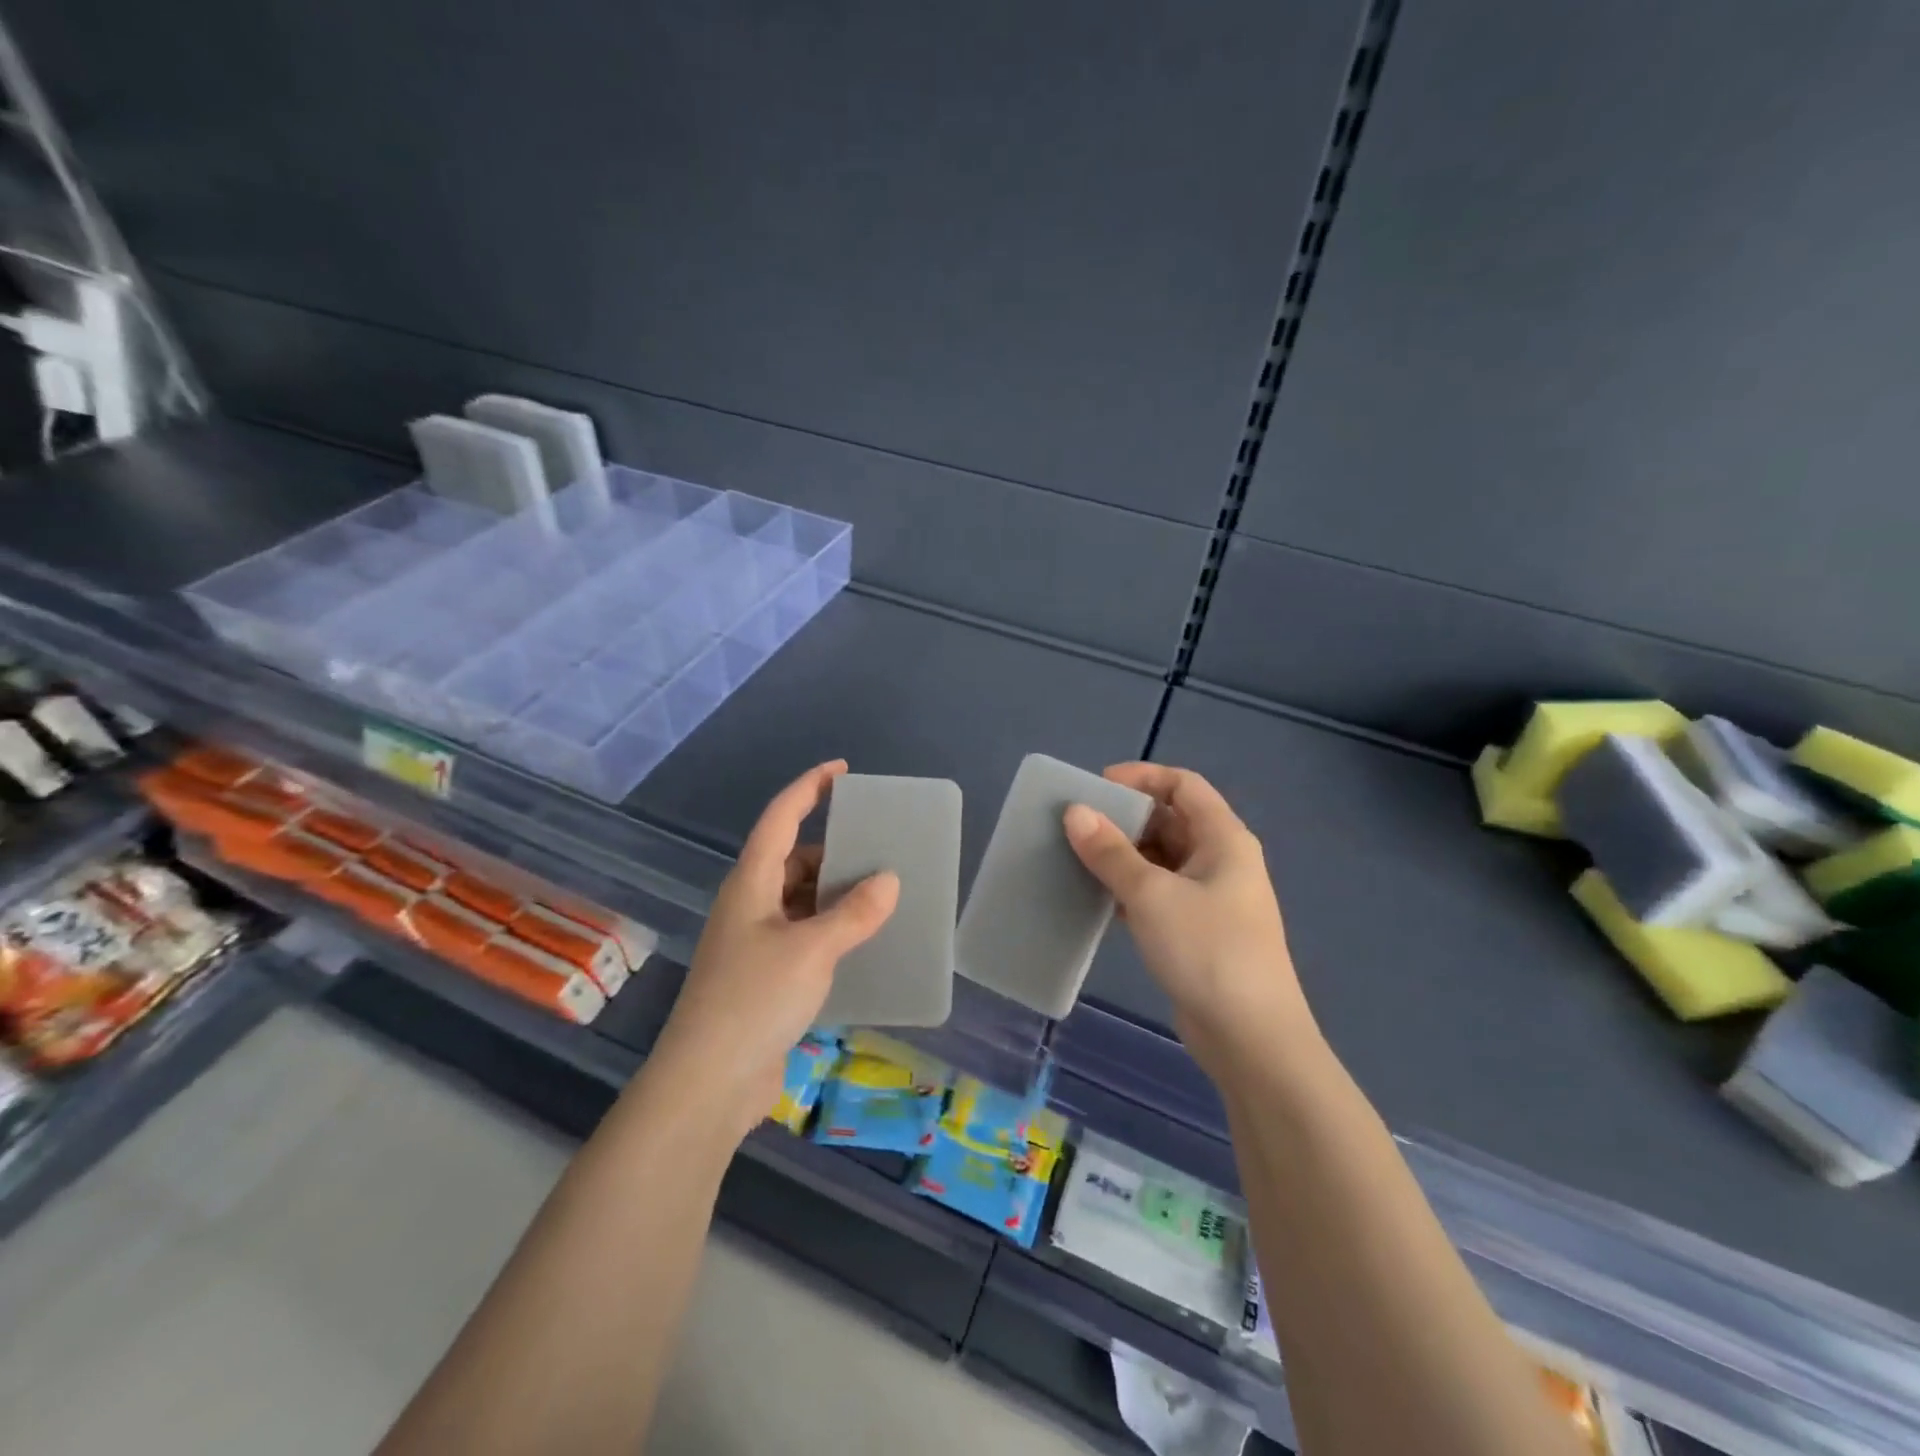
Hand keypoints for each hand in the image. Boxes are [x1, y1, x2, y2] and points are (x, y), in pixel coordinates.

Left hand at [650, 761, 898, 1140]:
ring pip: (801, 899)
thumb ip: (853, 913)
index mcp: (751, 883)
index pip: (780, 817)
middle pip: (793, 859)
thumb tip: (889, 879)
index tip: (841, 770)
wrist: (708, 1083)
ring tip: (881, 895)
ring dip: (836, 894)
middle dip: (834, 850)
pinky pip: (805, 935)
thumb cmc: (754, 1000)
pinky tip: (862, 942)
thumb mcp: (811, 950)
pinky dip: (831, 929)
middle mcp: (750, 904)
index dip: (809, 787)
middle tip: (879, 848)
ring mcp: (755, 942)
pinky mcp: (764, 976)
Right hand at [1063, 763, 1315, 1080]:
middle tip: (1077, 825)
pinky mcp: (1197, 932)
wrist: (1251, 1039)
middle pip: (1171, 820)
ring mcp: (1211, 899)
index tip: (1096, 786)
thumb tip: (1075, 812)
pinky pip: (1159, 894)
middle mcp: (1221, 861)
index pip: (1183, 785)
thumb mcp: (1152, 895)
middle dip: (1125, 818)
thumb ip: (1111, 852)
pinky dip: (1130, 890)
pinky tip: (1096, 898)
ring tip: (1077, 858)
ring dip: (1123, 856)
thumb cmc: (1207, 951)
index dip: (1141, 777)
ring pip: (1161, 860)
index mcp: (1224, 839)